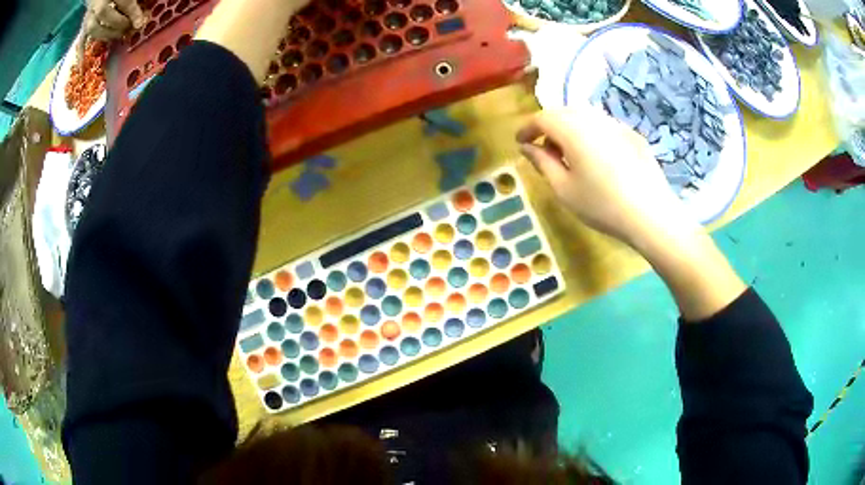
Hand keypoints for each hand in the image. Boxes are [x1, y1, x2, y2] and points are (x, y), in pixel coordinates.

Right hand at [79, 0, 145, 59]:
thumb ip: (132, 3)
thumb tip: (141, 19)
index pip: (125, 3)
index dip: (133, 13)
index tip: (140, 23)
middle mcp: (97, 6)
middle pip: (107, 16)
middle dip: (120, 24)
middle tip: (129, 29)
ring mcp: (88, 18)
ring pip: (94, 29)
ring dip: (107, 35)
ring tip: (119, 37)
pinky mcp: (83, 27)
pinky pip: (80, 41)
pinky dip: (81, 55)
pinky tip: (81, 70)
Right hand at [517, 105, 744, 320]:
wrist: (651, 214)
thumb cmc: (602, 205)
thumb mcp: (563, 188)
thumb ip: (541, 162)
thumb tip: (526, 147)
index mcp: (572, 129)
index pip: (541, 118)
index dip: (527, 129)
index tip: (520, 143)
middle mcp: (593, 118)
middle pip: (562, 113)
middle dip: (548, 128)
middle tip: (544, 151)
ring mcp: (615, 124)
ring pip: (583, 117)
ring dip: (569, 129)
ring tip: (569, 155)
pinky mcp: (631, 134)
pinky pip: (602, 126)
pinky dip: (590, 134)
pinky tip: (596, 158)